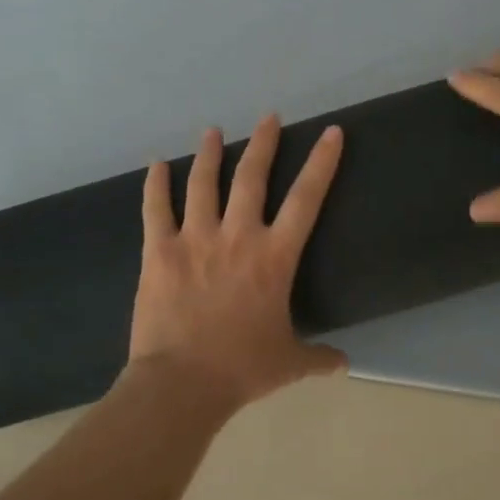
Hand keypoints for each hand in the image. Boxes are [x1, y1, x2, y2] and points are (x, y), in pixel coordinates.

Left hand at [129, 115, 347, 412]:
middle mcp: (237, 236)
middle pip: (252, 177)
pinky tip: (156, 164)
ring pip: (204, 183)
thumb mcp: (289, 363)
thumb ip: (318, 357)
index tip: (331, 132)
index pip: (306, 199)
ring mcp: (194, 239)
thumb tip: (344, 365)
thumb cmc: (242, 368)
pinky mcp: (159, 251)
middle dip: (263, 143)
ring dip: (210, 153)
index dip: (322, 163)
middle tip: (268, 117)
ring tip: (213, 131)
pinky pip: (156, 208)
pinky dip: (155, 184)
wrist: (182, 382)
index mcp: (274, 257)